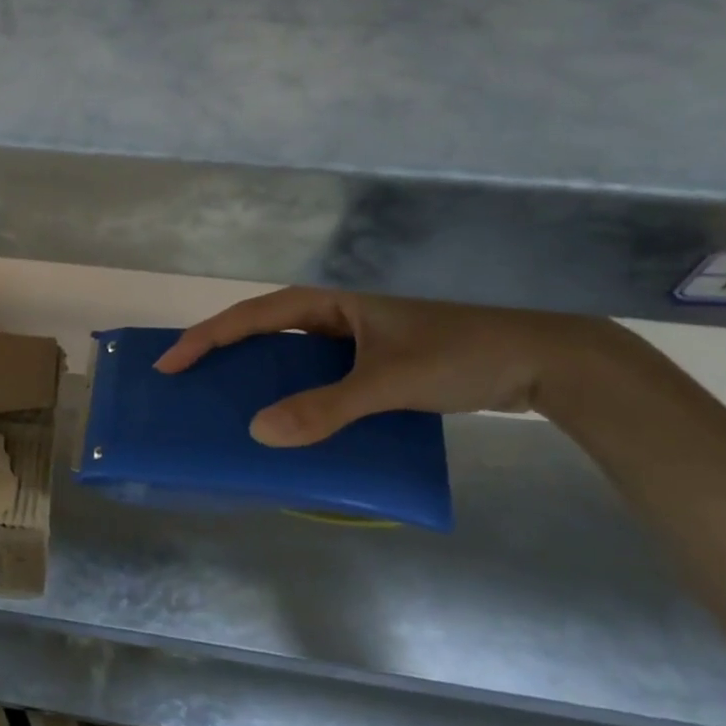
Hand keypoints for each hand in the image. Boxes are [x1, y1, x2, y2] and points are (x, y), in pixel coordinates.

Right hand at [154, 286, 622, 446]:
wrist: (557, 360)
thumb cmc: (467, 351)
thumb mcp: (388, 381)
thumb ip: (323, 409)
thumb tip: (258, 433)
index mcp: (334, 293)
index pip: (253, 315)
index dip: (206, 339)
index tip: (168, 364)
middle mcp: (342, 305)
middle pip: (269, 331)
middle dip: (228, 357)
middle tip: (190, 385)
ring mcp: (364, 329)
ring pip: (299, 354)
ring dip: (268, 378)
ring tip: (233, 406)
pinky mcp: (385, 352)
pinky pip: (328, 371)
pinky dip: (306, 392)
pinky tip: (296, 418)